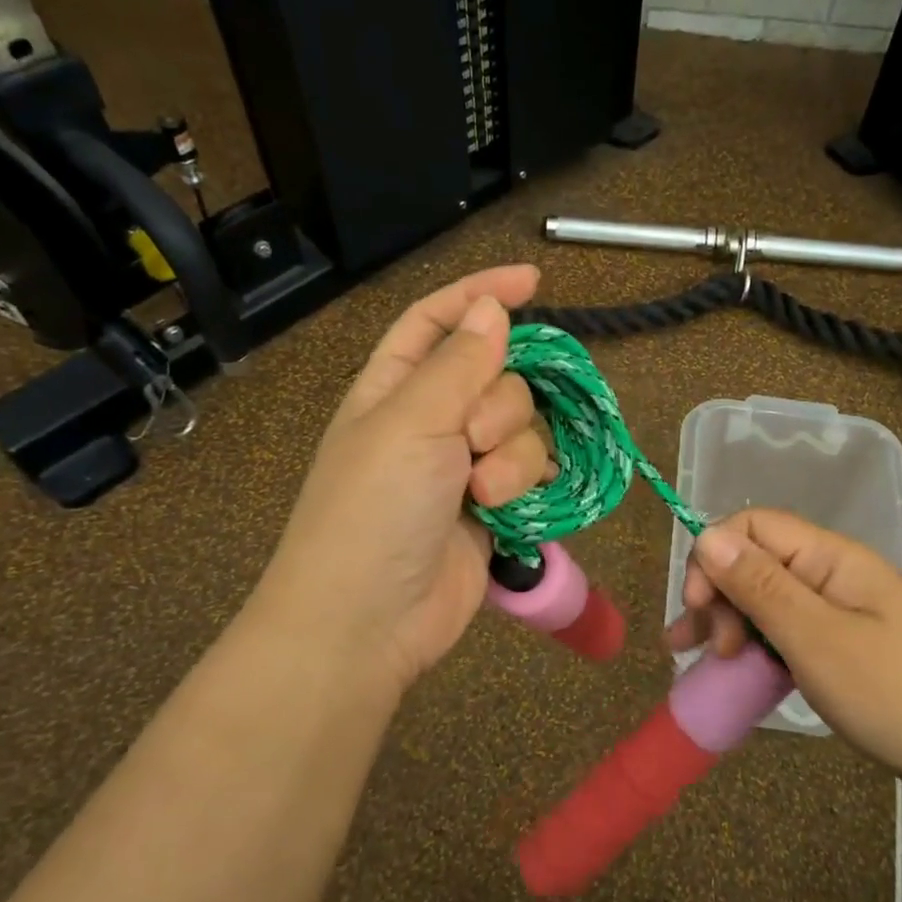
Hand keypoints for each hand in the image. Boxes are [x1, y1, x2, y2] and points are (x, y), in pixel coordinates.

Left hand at [256, 267, 551, 692]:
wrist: (368, 620)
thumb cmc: (373, 509)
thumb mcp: (410, 422)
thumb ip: (458, 363)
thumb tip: (490, 307)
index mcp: (395, 387)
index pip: (439, 320)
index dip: (481, 294)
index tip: (533, 280)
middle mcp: (432, 419)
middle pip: (498, 376)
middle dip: (500, 404)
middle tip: (472, 442)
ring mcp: (464, 466)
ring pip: (523, 427)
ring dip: (513, 456)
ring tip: (484, 495)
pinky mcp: (493, 508)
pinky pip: (533, 472)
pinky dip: (528, 485)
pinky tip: (511, 509)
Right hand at [664, 509, 901, 803]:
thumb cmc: (894, 694)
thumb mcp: (816, 639)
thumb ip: (759, 585)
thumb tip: (707, 534)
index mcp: (830, 557)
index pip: (753, 526)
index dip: (714, 555)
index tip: (696, 606)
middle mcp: (830, 574)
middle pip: (754, 562)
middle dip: (717, 596)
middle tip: (708, 650)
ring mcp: (837, 611)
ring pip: (763, 599)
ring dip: (726, 622)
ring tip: (697, 659)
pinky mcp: (839, 645)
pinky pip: (783, 631)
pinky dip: (753, 646)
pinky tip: (731, 670)